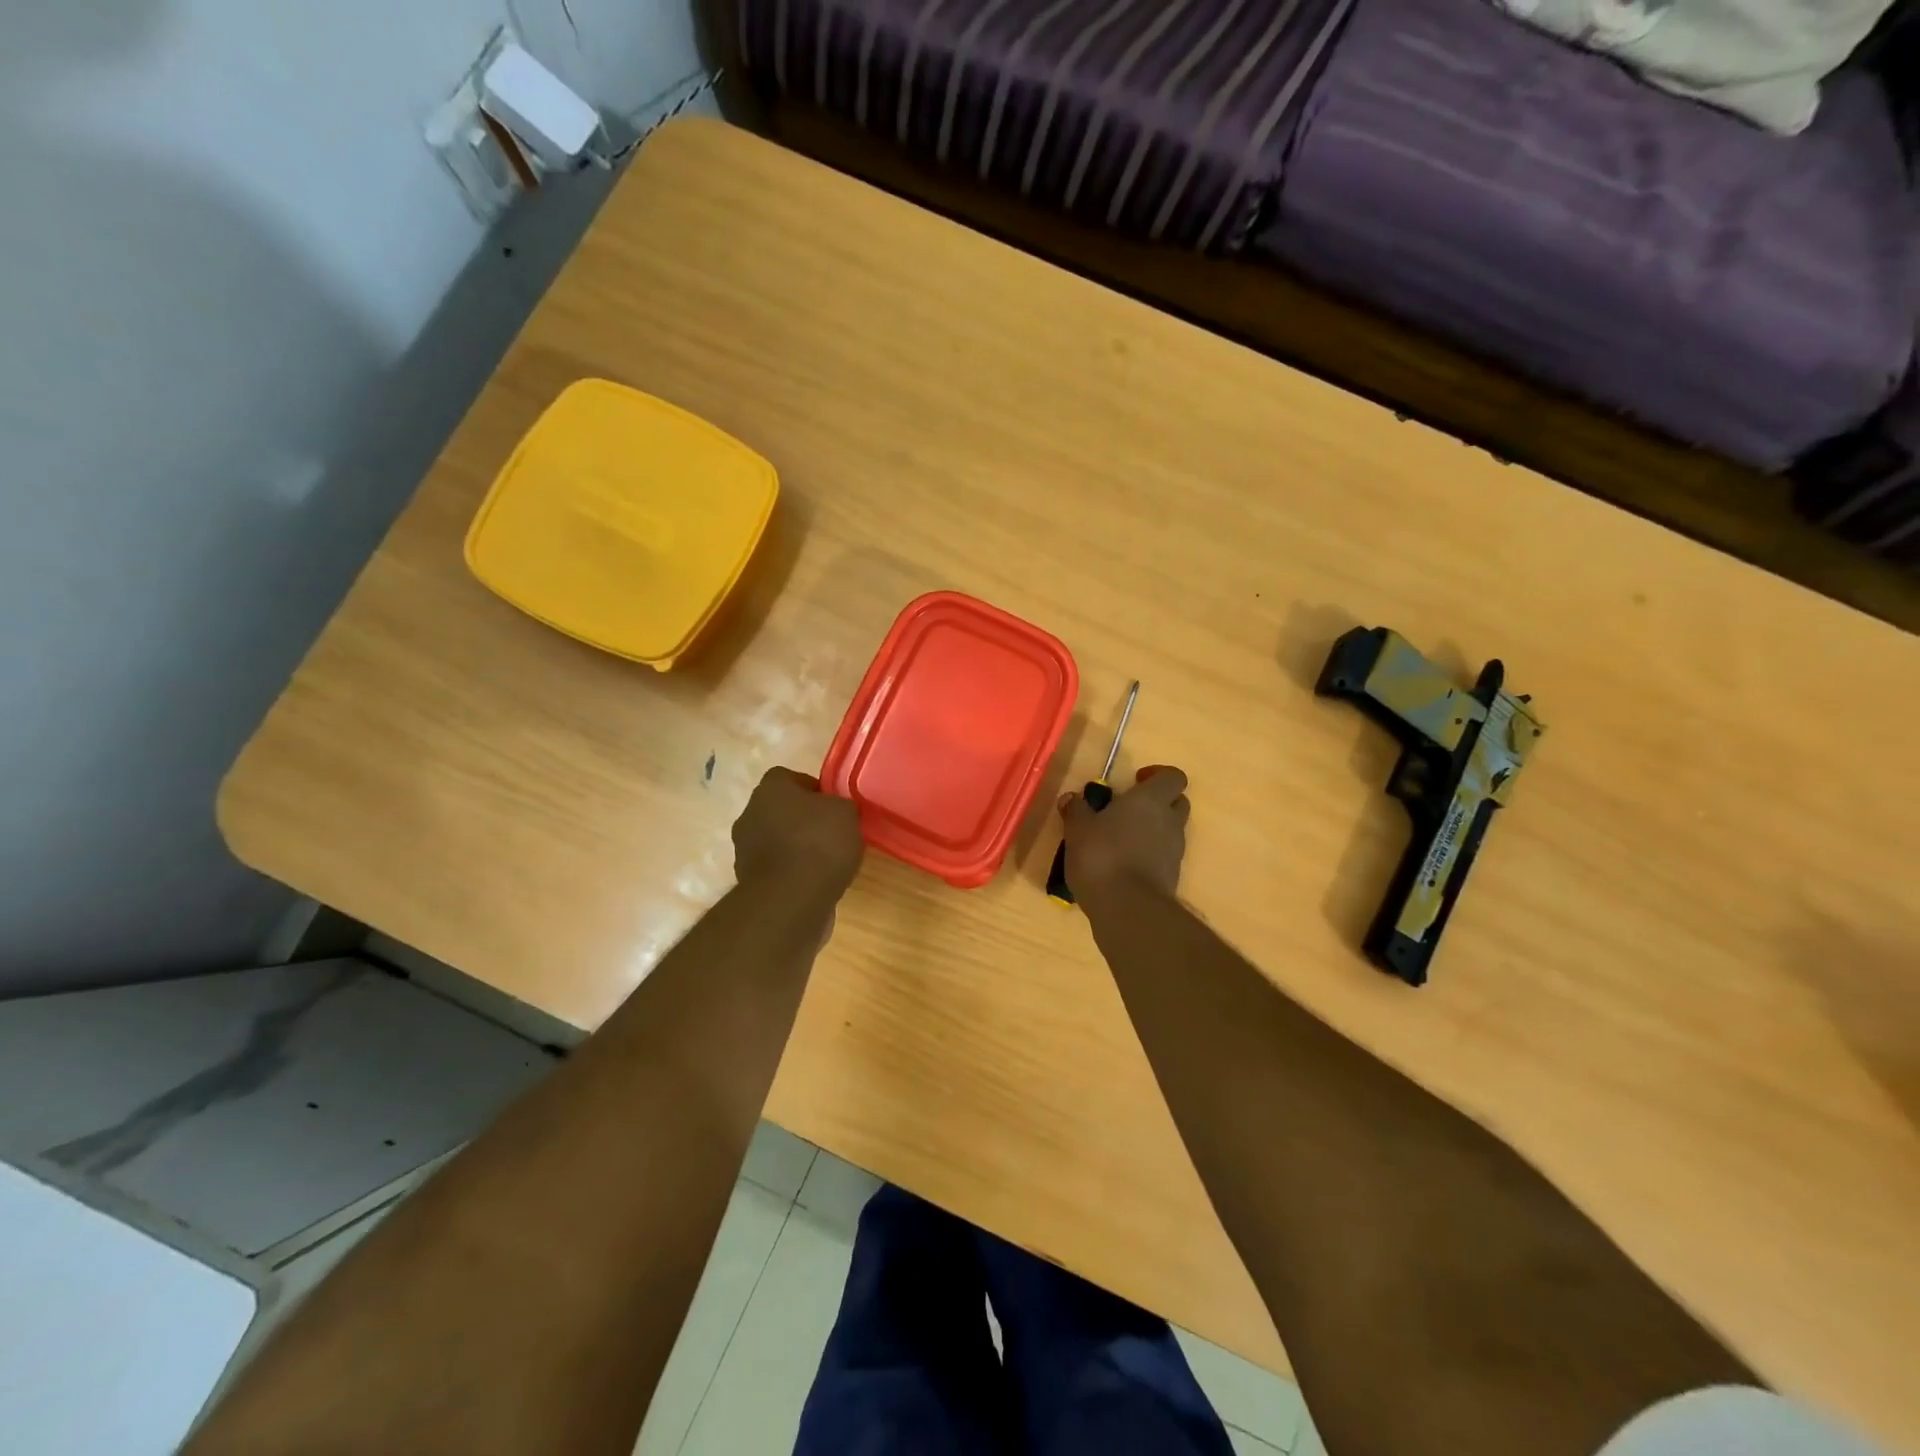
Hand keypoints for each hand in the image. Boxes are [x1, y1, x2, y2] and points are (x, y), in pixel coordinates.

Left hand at [733, 767, 864, 899]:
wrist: (791, 900)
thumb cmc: (819, 844)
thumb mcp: (847, 813)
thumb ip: (840, 805)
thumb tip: (836, 810)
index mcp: (770, 788)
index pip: (790, 778)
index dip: (815, 790)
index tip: (834, 807)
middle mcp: (750, 813)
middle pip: (781, 809)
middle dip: (803, 819)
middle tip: (832, 833)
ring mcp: (744, 849)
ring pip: (776, 839)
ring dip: (796, 847)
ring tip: (826, 862)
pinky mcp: (748, 880)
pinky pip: (776, 867)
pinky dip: (791, 872)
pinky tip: (814, 883)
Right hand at [1060, 765, 1189, 900]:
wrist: (1128, 908)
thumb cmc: (1102, 856)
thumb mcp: (1078, 830)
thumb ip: (1077, 810)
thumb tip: (1072, 797)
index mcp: (1150, 800)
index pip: (1173, 776)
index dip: (1157, 775)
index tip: (1135, 781)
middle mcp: (1169, 821)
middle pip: (1177, 801)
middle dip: (1157, 801)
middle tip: (1127, 809)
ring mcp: (1174, 851)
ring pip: (1170, 830)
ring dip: (1151, 829)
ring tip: (1119, 839)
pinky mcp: (1172, 876)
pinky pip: (1163, 855)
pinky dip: (1148, 854)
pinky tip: (1122, 864)